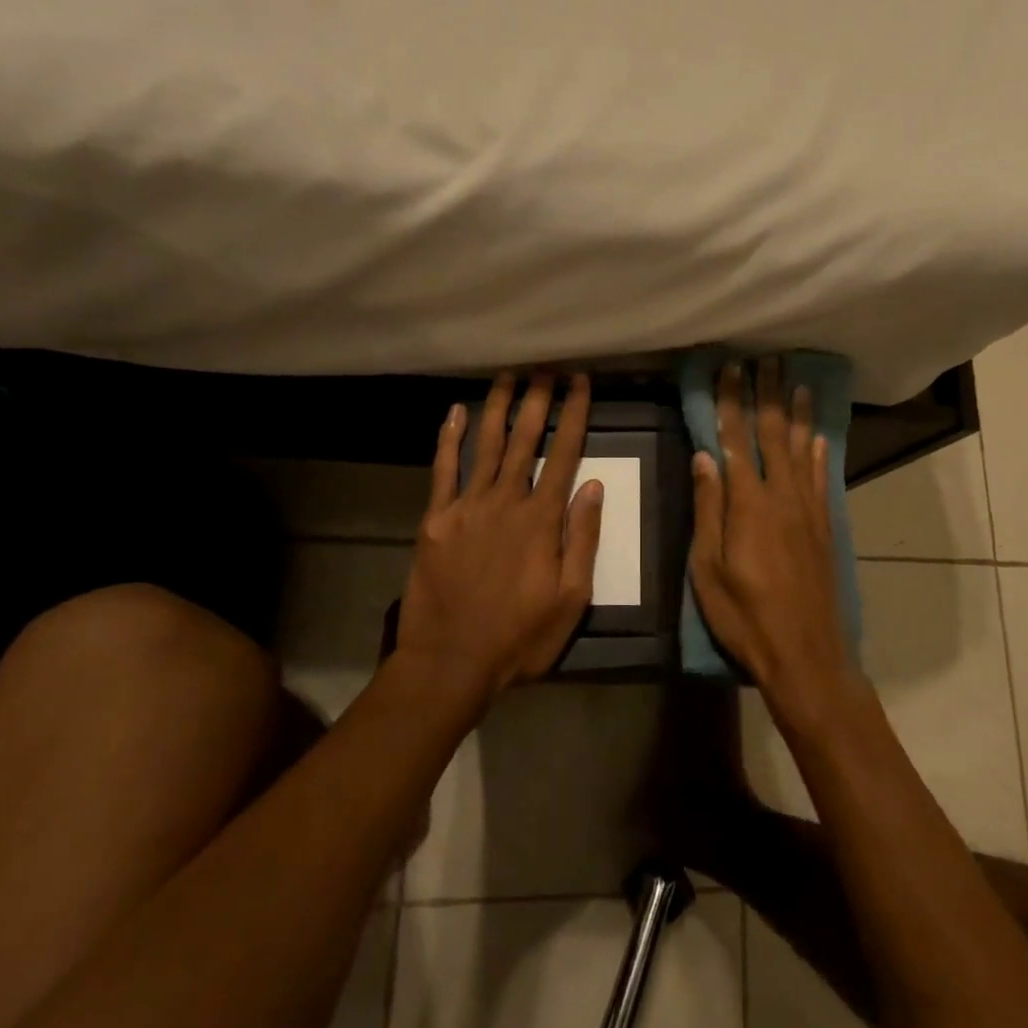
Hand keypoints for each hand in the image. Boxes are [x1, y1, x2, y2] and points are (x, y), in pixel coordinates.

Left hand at [396, 372, 603, 702]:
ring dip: (498, 407)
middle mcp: (505, 501)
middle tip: (546, 365)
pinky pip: (443, 470)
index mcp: (541, 520)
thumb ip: (581, 538)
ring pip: (486, 445)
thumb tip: (592, 485)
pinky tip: (454, 412)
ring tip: (508, 374)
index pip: (564, 454)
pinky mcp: (435, 519)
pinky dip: (448, 438)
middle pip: (525, 439)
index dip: (574, 414)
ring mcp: (466, 507)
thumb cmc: (520, 637)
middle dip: (538, 399)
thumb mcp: (571, 599)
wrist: (450, 662)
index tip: (580, 381)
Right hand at [689, 360, 855, 722]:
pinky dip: (819, 453)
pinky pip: (820, 478)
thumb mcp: (708, 568)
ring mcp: (808, 511)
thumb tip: (704, 456)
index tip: (729, 369)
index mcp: (748, 504)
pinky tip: (819, 437)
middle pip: (774, 435)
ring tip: (796, 382)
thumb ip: (708, 509)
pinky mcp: (824, 528)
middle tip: (765, 359)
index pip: (736, 441)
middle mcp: (782, 497)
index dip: (730, 403)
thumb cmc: (745, 616)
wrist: (806, 654)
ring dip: (797, 414)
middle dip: (767, 395)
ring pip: (802, 450)